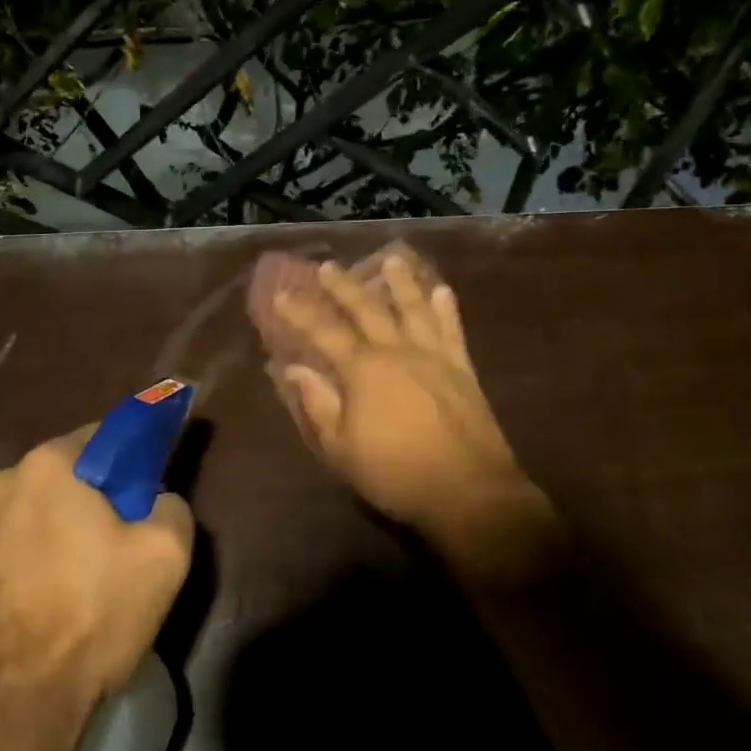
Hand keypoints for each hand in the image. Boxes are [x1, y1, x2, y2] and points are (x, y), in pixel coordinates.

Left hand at [0, 427, 192, 716]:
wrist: (4, 710)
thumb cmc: (90, 616)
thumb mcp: (165, 555)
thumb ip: (171, 505)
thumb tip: (156, 501)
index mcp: (48, 464)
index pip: (105, 436)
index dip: (134, 461)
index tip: (149, 493)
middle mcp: (2, 481)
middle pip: (69, 475)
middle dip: (97, 498)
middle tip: (123, 542)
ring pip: (38, 512)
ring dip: (62, 530)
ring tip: (84, 581)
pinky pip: (12, 546)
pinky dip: (34, 560)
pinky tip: (49, 602)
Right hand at [269, 251, 563, 581]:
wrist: (469, 492)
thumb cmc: (396, 473)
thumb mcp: (342, 448)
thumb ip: (318, 404)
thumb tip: (294, 369)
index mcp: (363, 369)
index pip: (324, 331)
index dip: (300, 311)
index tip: (282, 292)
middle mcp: (397, 350)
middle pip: (367, 309)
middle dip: (344, 286)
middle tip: (328, 266)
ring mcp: (433, 356)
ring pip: (414, 308)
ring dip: (401, 282)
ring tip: (393, 259)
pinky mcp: (462, 369)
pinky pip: (452, 330)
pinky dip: (447, 309)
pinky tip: (443, 291)